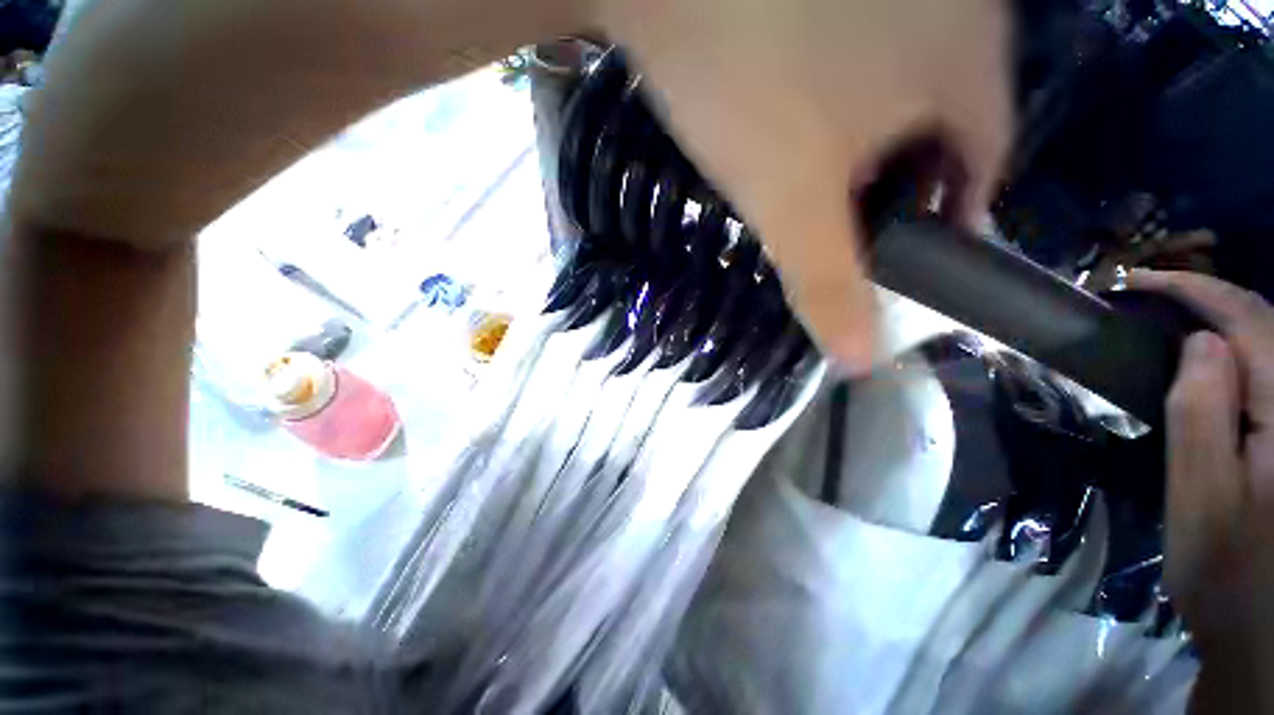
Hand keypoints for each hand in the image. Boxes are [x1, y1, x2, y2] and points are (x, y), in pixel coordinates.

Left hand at [593, 0, 1012, 368]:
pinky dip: (833, 99)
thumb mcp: (788, 199)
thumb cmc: (746, 82)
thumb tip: (861, 360)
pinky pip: (858, 54)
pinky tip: (790, 114)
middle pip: (939, 132)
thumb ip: (828, 282)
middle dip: (894, 187)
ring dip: (860, 144)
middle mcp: (954, 10)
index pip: (981, 172)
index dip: (942, 225)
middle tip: (841, 226)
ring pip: (897, 92)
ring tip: (809, 178)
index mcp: (966, 65)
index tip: (899, 259)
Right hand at [1130, 271, 1273, 663]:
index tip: (1133, 281)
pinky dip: (1238, 349)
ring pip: (1272, 342)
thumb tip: (1200, 342)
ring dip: (1223, 318)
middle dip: (1207, 296)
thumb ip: (1203, 413)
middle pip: (1267, 321)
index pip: (1248, 320)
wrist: (1262, 626)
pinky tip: (1212, 357)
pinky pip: (1271, 370)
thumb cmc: (1226, 567)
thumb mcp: (1203, 495)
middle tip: (1146, 295)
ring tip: (1172, 317)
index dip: (1192, 290)